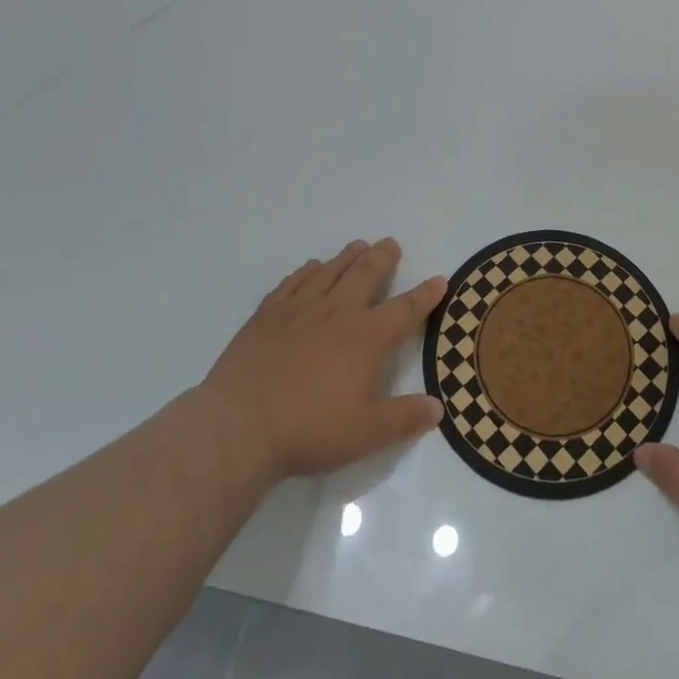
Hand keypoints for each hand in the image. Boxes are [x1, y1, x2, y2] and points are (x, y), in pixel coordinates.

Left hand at [199, 239, 447, 487]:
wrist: (238, 427)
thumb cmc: (309, 430)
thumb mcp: (367, 434)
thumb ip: (405, 418)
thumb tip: (437, 408)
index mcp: (367, 337)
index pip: (406, 310)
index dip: (425, 295)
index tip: (439, 280)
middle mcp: (337, 312)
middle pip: (366, 274)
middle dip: (382, 258)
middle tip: (390, 244)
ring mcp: (299, 310)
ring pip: (330, 272)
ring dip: (347, 257)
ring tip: (358, 246)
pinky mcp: (267, 316)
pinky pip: (292, 283)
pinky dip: (306, 272)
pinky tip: (310, 269)